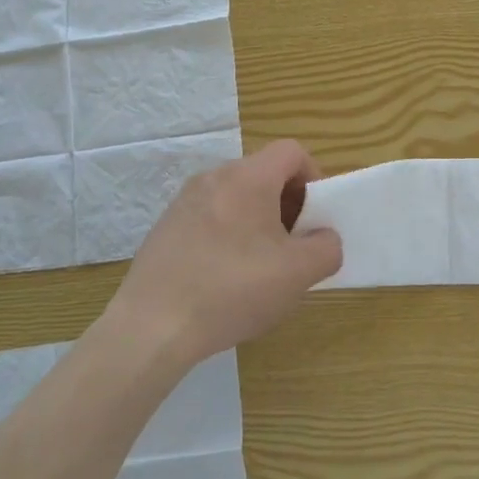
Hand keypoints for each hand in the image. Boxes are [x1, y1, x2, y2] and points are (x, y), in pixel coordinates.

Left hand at [110, 139, 343, 363]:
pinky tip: (225, 279)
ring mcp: (184, 201)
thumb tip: (324, 238)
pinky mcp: (166, 227)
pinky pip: (210, 218)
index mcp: (248, 177)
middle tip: (293, 246)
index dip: (314, 177)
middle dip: (288, 204)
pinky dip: (228, 235)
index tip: (315, 218)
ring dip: (258, 222)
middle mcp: (214, 177)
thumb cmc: (233, 290)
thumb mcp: (298, 274)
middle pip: (264, 173)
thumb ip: (327, 247)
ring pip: (237, 197)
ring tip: (260, 267)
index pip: (292, 152)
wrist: (152, 326)